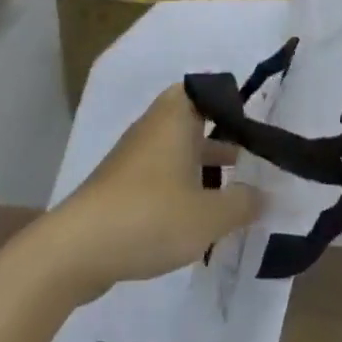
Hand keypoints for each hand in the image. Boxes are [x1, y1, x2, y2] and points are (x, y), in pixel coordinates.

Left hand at [49, 84, 262, 295]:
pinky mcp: (120, 187)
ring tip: (233, 192)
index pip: (205, 91)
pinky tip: (197, 219)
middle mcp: (153, 129)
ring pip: (176, 151)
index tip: (256, 125)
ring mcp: (133, 158)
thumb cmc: (150, 217)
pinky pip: (160, 176)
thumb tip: (265, 195)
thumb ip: (243, 203)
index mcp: (175, 119)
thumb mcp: (209, 216)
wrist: (76, 251)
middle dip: (222, 138)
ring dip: (203, 166)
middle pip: (193, 121)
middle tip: (250, 158)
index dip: (231, 103)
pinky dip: (182, 187)